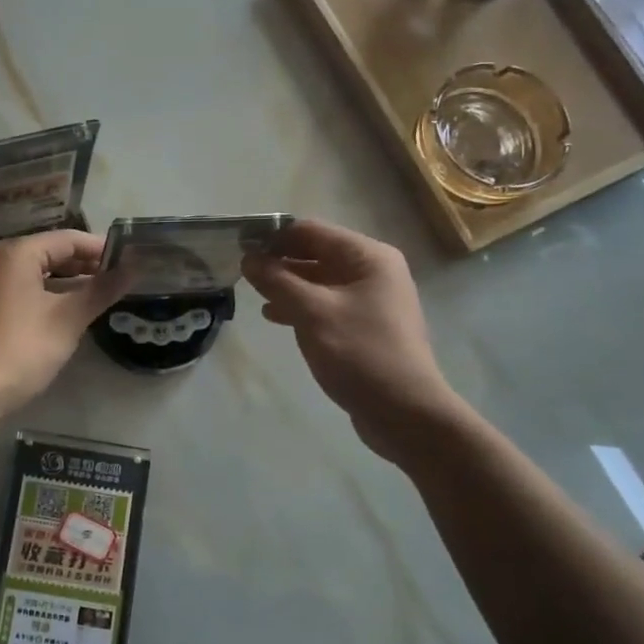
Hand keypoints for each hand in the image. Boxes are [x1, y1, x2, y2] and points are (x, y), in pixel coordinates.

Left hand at [0, 230, 129, 414]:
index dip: (100, 249)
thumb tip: (134, 268)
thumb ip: (102, 290)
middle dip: (85, 265)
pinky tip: (69, 309)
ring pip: (37, 272)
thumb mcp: (69, 318)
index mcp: (17, 253)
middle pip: (50, 252)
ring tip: (100, 293)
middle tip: (118, 278)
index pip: (68, 239)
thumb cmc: (24, 348)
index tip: (130, 261)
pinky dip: (48, 293)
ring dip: (68, 281)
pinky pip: (23, 288)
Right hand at [241, 219, 458, 458]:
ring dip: (286, 284)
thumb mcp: (312, 313)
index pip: (311, 231)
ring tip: (253, 293)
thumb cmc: (360, 354)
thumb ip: (277, 281)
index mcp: (367, 257)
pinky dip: (300, 306)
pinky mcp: (363, 326)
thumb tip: (248, 258)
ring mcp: (370, 300)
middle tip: (240, 270)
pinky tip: (274, 316)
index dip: (273, 236)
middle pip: (316, 253)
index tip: (239, 245)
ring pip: (318, 281)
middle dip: (278, 261)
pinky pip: (325, 304)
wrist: (404, 412)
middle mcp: (372, 271)